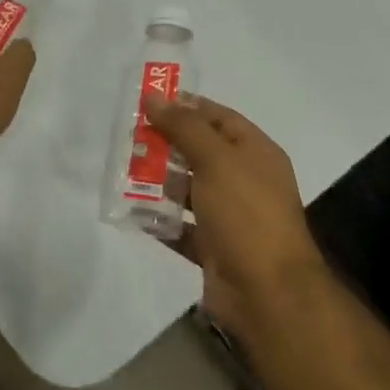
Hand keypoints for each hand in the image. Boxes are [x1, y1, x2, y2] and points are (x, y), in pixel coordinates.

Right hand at [143, 92, 325, 337]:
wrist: (267, 292)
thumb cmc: (246, 214)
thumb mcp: (216, 160)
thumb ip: (185, 127)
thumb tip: (156, 97)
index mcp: (256, 154)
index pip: (220, 118)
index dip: (187, 107)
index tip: (149, 102)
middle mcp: (246, 182)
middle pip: (202, 153)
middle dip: (167, 145)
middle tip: (128, 137)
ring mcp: (230, 218)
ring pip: (189, 191)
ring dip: (160, 182)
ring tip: (123, 172)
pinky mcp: (214, 249)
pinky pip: (182, 228)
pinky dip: (160, 221)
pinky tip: (131, 213)